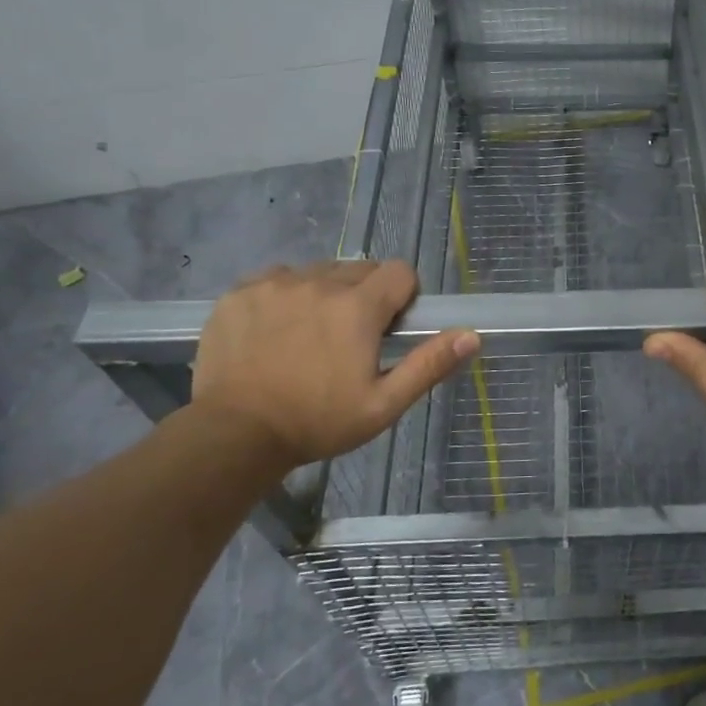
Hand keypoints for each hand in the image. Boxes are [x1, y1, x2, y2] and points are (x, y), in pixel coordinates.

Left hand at [191, 261, 477, 469]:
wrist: (234, 435)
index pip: (400, 271)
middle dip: (364, 296)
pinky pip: (276, 278)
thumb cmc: (317, 423)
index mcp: (358, 307)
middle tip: (350, 339)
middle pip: (359, 270)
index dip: (403, 296)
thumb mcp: (383, 404)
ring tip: (310, 336)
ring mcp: (275, 284)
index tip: (389, 328)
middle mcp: (319, 283)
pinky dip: (284, 296)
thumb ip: (428, 364)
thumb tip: (471, 335)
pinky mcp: (240, 292)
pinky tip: (275, 331)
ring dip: (325, 294)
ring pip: (317, 272)